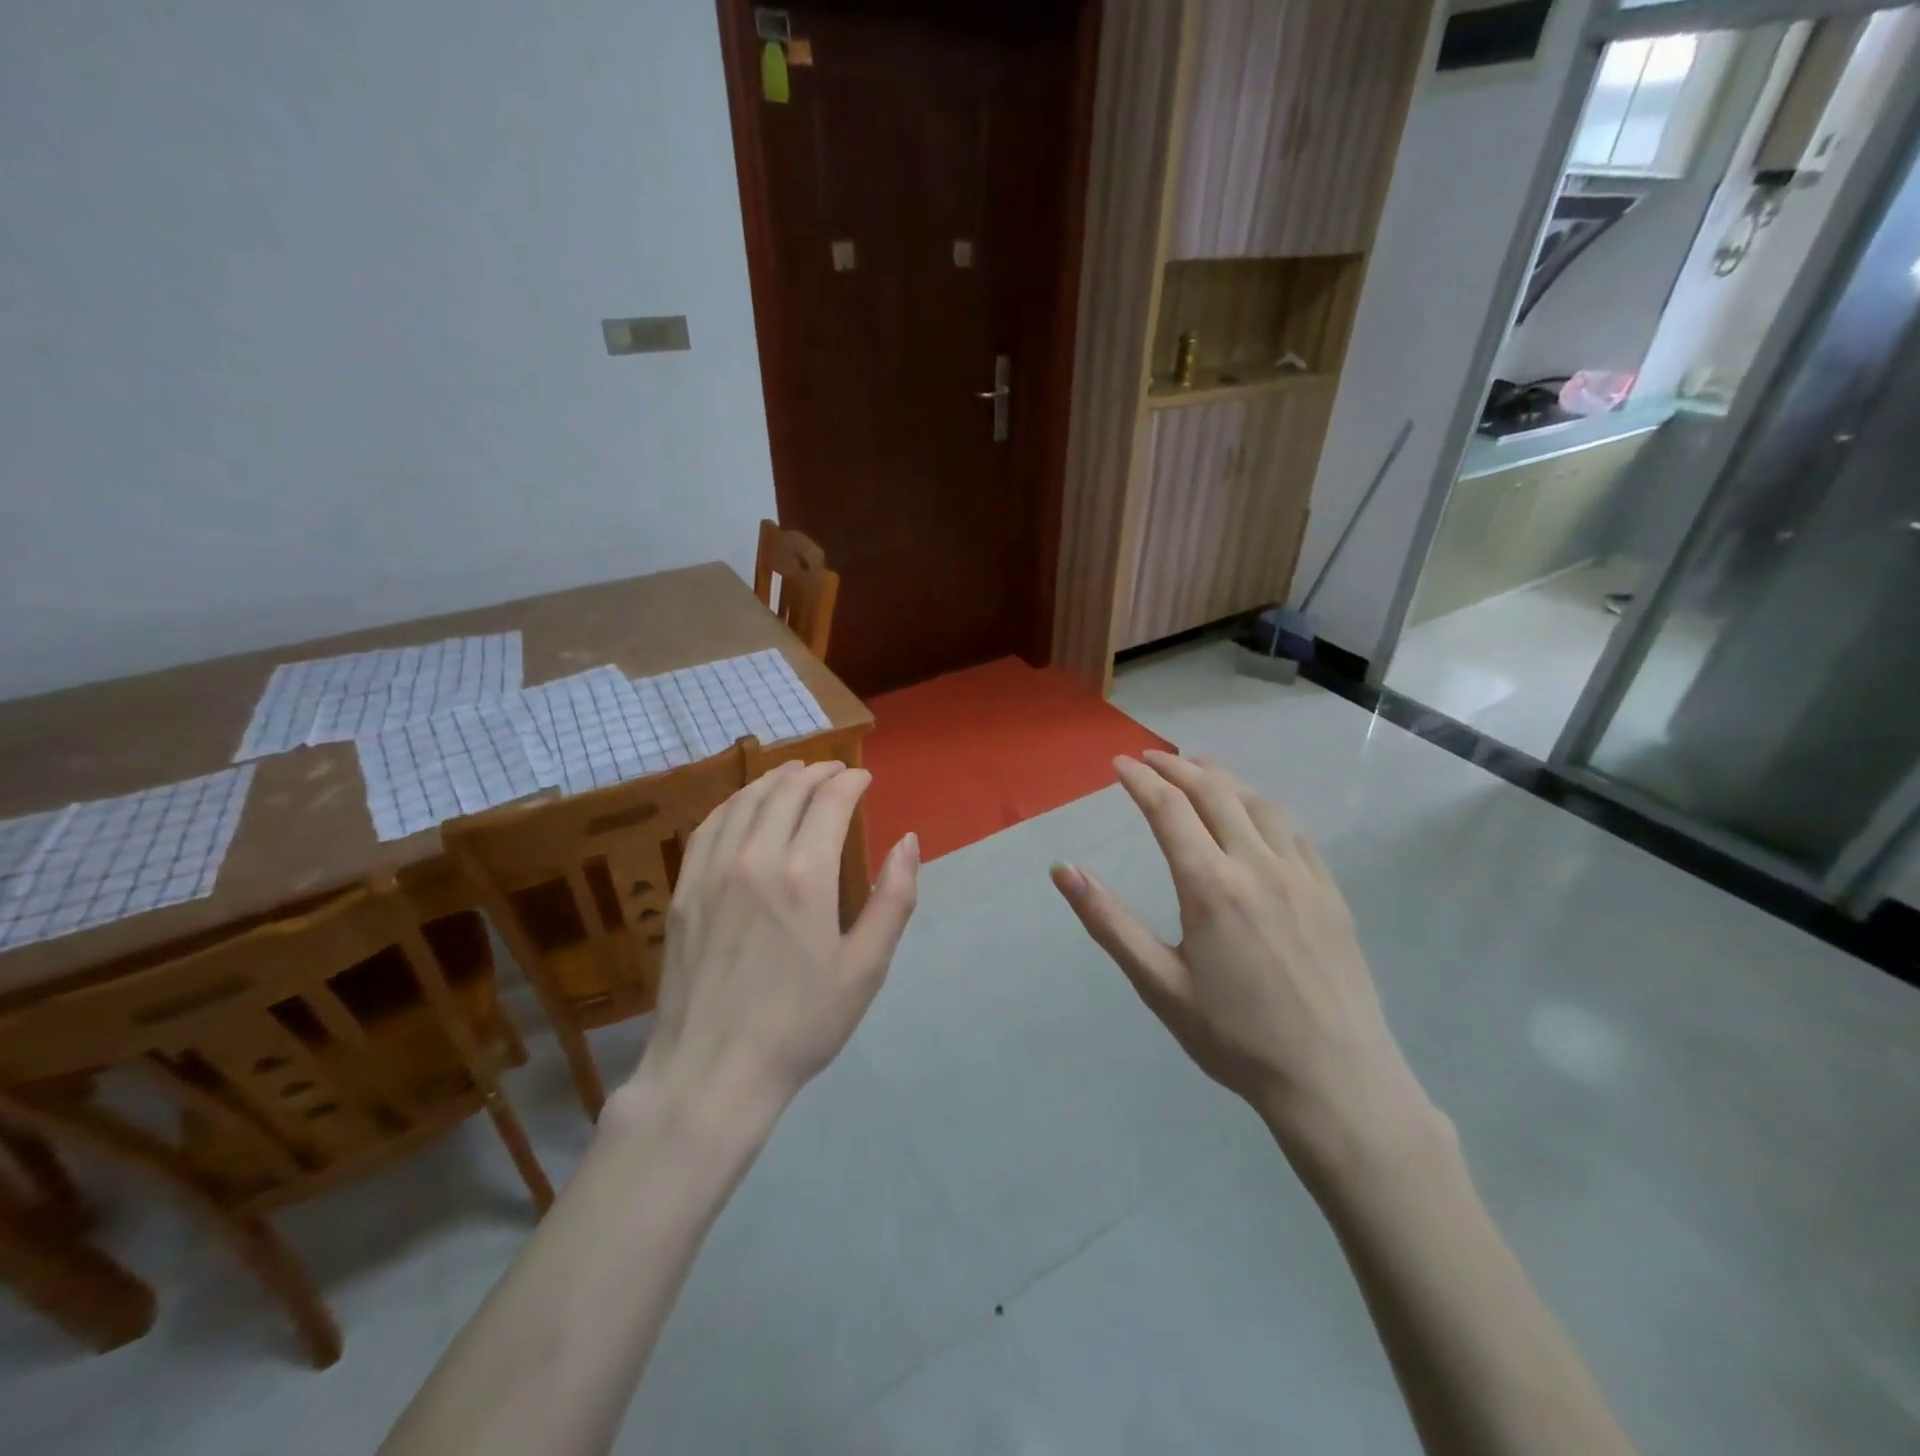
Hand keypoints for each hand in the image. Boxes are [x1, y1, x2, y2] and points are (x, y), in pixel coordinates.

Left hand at [637, 761, 919, 1121]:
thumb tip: (908, 841)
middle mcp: (755, 857)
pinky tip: (743, 804)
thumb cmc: (801, 1024)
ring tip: (794, 772)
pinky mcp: (683, 890)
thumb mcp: (866, 968)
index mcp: (805, 874)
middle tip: (835, 770)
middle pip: (787, 791)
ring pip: (745, 801)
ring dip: (774, 779)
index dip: (851, 781)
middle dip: (816, 772)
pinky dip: (732, 803)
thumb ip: (893, 898)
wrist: (713, 1071)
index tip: (864, 778)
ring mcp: (712, 871)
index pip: (830, 801)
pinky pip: (708, 826)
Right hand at [1052, 753, 1432, 1173]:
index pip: (1169, 809)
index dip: (1141, 780)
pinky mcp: (1330, 892)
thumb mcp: (1158, 984)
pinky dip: (1263, 806)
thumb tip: (1062, 870)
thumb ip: (1108, 921)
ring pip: (1257, 803)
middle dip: (1177, 767)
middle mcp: (1257, 865)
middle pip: (1214, 792)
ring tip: (1198, 769)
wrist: (1335, 1081)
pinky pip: (1293, 830)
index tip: (1119, 764)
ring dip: (1222, 778)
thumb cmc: (1234, 1038)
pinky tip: (1255, 812)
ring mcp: (1301, 875)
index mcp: (1210, 886)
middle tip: (1150, 758)